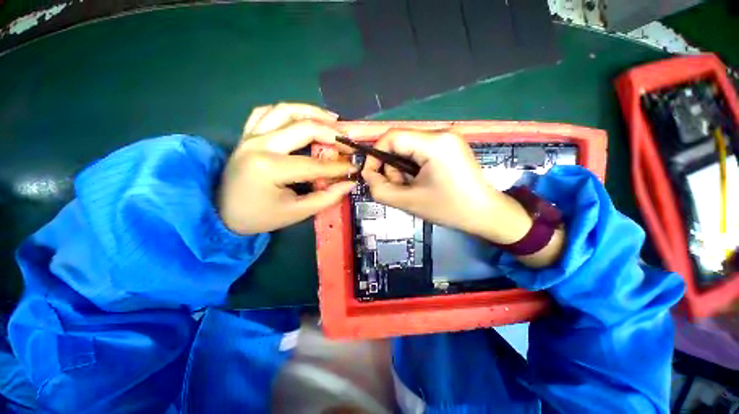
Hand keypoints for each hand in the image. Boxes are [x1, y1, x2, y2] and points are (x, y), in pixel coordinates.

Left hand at [218, 103, 355, 234]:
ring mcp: (251, 135)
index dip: (338, 167)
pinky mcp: (247, 134)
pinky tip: (302, 117)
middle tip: (348, 140)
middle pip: (303, 128)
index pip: (315, 164)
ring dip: (312, 112)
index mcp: (269, 168)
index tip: (355, 167)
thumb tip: (349, 183)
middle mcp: (259, 145)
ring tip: (332, 119)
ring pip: (285, 110)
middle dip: (331, 133)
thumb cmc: (260, 216)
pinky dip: (288, 111)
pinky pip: (267, 111)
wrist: (223, 213)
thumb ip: (326, 197)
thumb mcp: (296, 213)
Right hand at [361, 130, 532, 244]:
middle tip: (398, 188)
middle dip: (392, 167)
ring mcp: (447, 138)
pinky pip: (420, 152)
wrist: (486, 214)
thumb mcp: (408, 202)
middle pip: (399, 143)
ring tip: (412, 189)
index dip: (375, 155)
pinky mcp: (449, 146)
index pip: (391, 137)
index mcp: (434, 143)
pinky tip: (420, 183)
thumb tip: (368, 175)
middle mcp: (441, 133)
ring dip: (402, 169)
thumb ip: (380, 188)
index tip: (371, 176)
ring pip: (408, 148)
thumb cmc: (449, 209)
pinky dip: (413, 167)